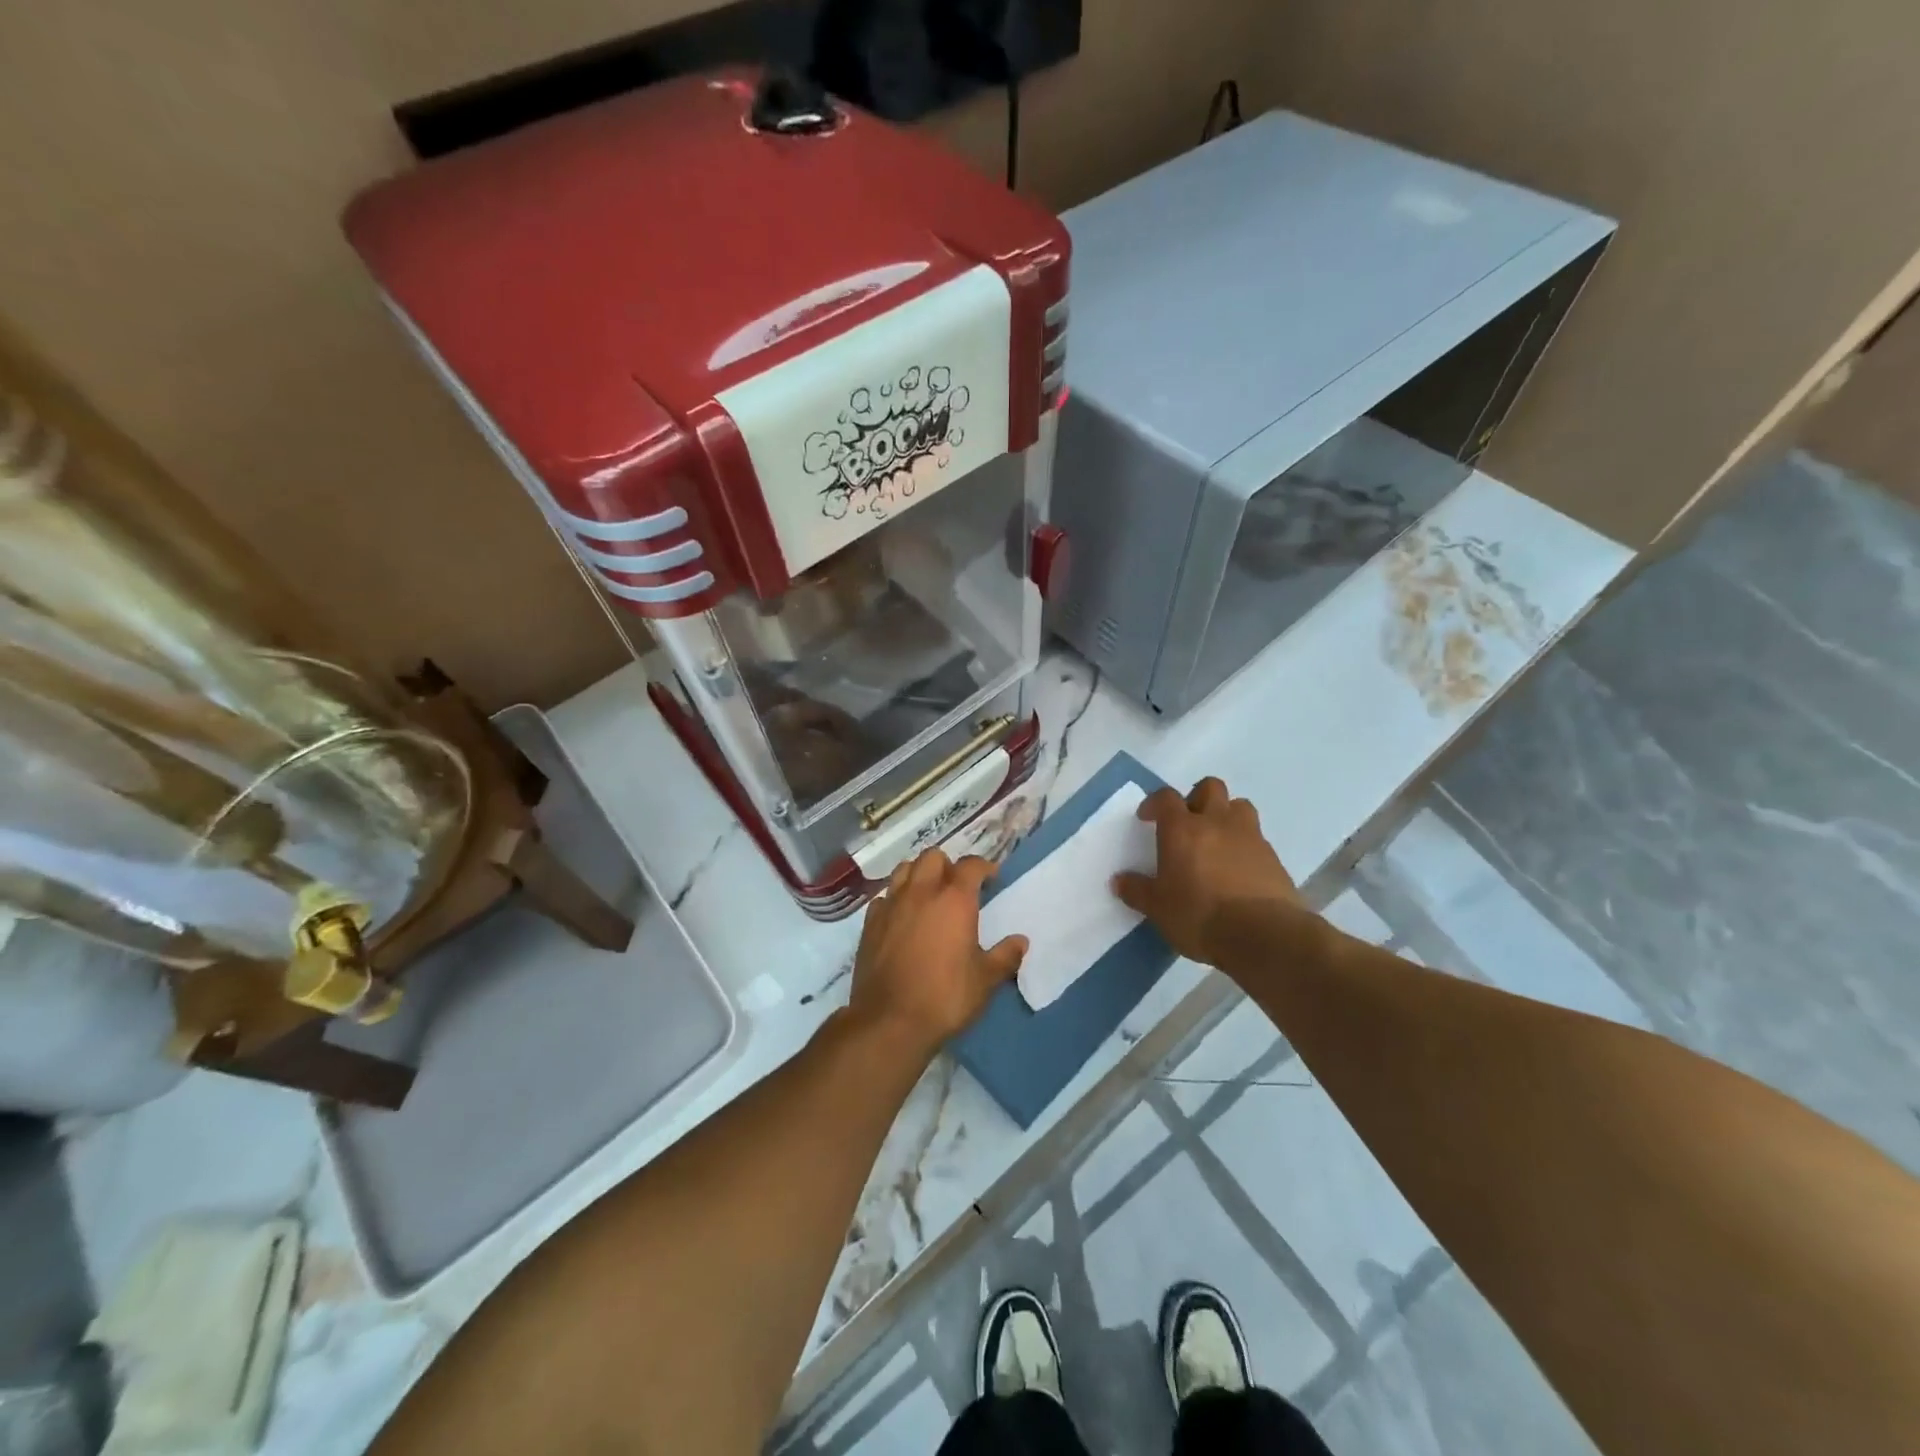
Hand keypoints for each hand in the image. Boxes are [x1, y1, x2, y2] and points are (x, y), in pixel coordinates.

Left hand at [847, 849, 1026, 1052]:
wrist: (889, 1021)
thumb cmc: (945, 997)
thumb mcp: (985, 980)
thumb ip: (1005, 956)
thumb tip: (1021, 941)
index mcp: (954, 900)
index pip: (970, 865)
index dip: (983, 866)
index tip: (992, 877)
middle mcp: (921, 892)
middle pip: (933, 857)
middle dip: (948, 865)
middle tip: (958, 887)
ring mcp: (891, 905)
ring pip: (904, 869)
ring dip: (919, 874)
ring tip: (928, 894)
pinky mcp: (870, 923)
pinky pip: (884, 897)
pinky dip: (895, 899)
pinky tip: (902, 917)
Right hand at [1112, 777, 1306, 966]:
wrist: (1262, 935)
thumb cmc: (1199, 915)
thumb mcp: (1157, 908)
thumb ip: (1137, 891)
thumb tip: (1119, 881)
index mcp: (1182, 829)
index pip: (1165, 798)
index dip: (1154, 803)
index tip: (1147, 818)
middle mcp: (1217, 823)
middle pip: (1210, 788)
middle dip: (1196, 798)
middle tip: (1187, 822)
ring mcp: (1249, 837)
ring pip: (1239, 806)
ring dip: (1226, 816)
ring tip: (1217, 841)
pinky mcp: (1274, 858)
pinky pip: (1257, 839)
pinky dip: (1245, 846)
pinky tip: (1238, 870)